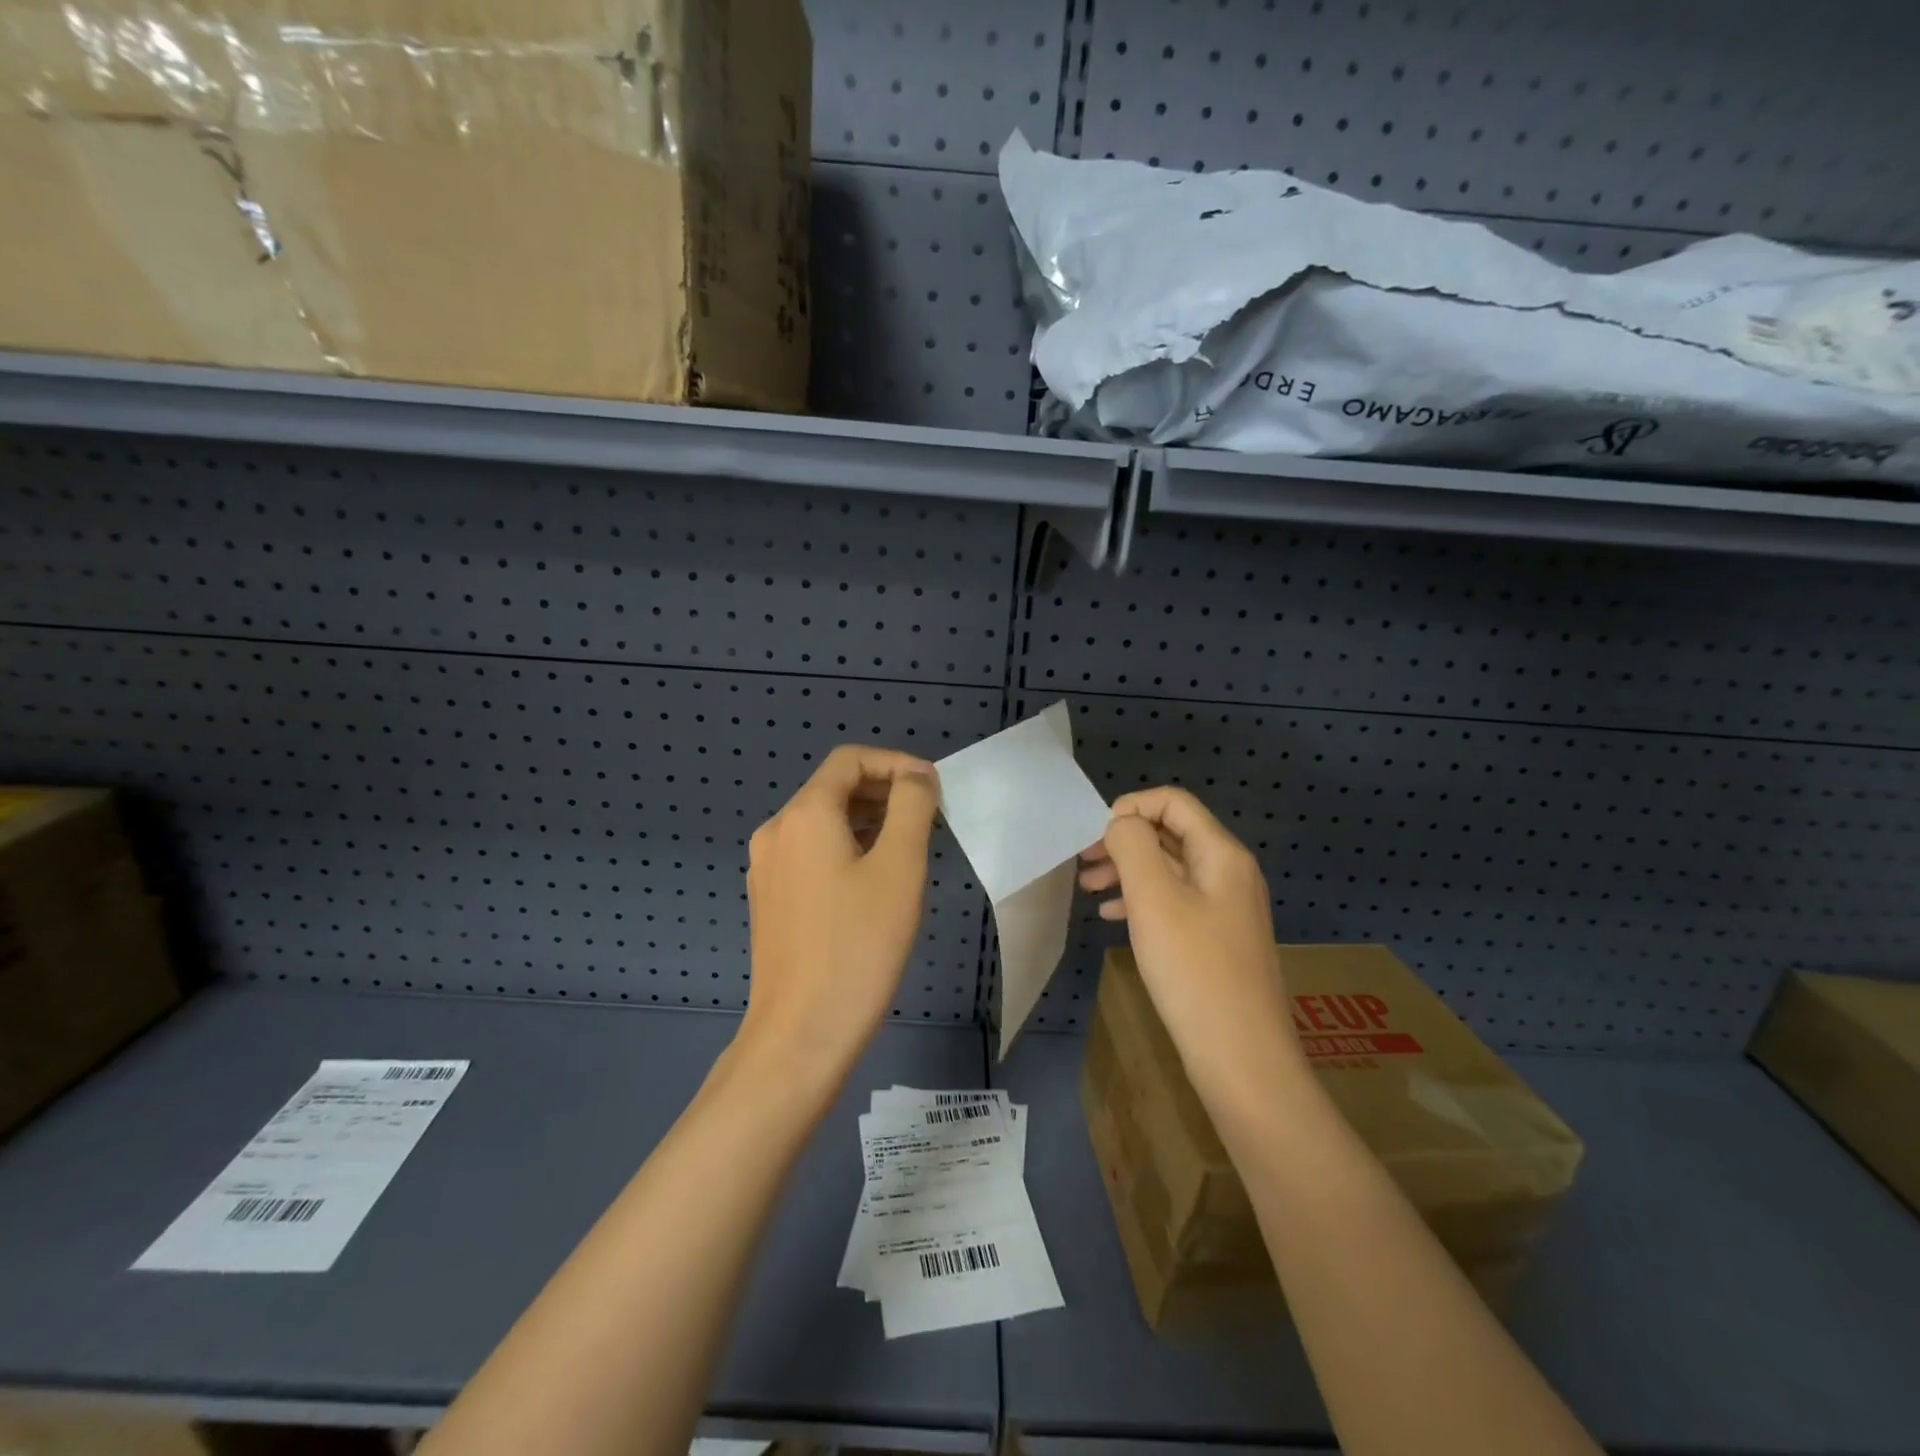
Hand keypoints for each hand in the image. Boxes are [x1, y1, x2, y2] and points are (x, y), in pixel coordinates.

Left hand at [739, 745, 939, 1080]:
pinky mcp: (770, 898)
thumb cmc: (858, 945)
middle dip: (884, 791)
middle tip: (930, 817)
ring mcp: (767, 867)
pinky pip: (811, 853)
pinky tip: (875, 880)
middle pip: (834, 788)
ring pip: (823, 822)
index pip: (850, 760)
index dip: (896, 763)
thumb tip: (916, 778)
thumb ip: (912, 808)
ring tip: (910, 847)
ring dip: (868, 821)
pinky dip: (847, 848)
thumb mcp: (899, 868)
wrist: (801, 1034)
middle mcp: (776, 831)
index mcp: (804, 815)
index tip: (934, 789)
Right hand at [1078, 787, 1301, 1112]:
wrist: (1241, 1059)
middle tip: (1082, 863)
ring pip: (1169, 870)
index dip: (1130, 807)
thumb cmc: (1193, 970)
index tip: (1093, 836)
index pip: (1173, 802)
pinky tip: (1114, 918)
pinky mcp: (1217, 940)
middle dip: (1123, 841)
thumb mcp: (1154, 899)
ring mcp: (1225, 909)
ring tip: (1089, 889)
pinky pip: (1175, 902)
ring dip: (1127, 871)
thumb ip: (1133, 847)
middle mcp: (1229, 873)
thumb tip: (1121, 824)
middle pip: (1170, 834)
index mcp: (1221, 854)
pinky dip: (1142, 901)